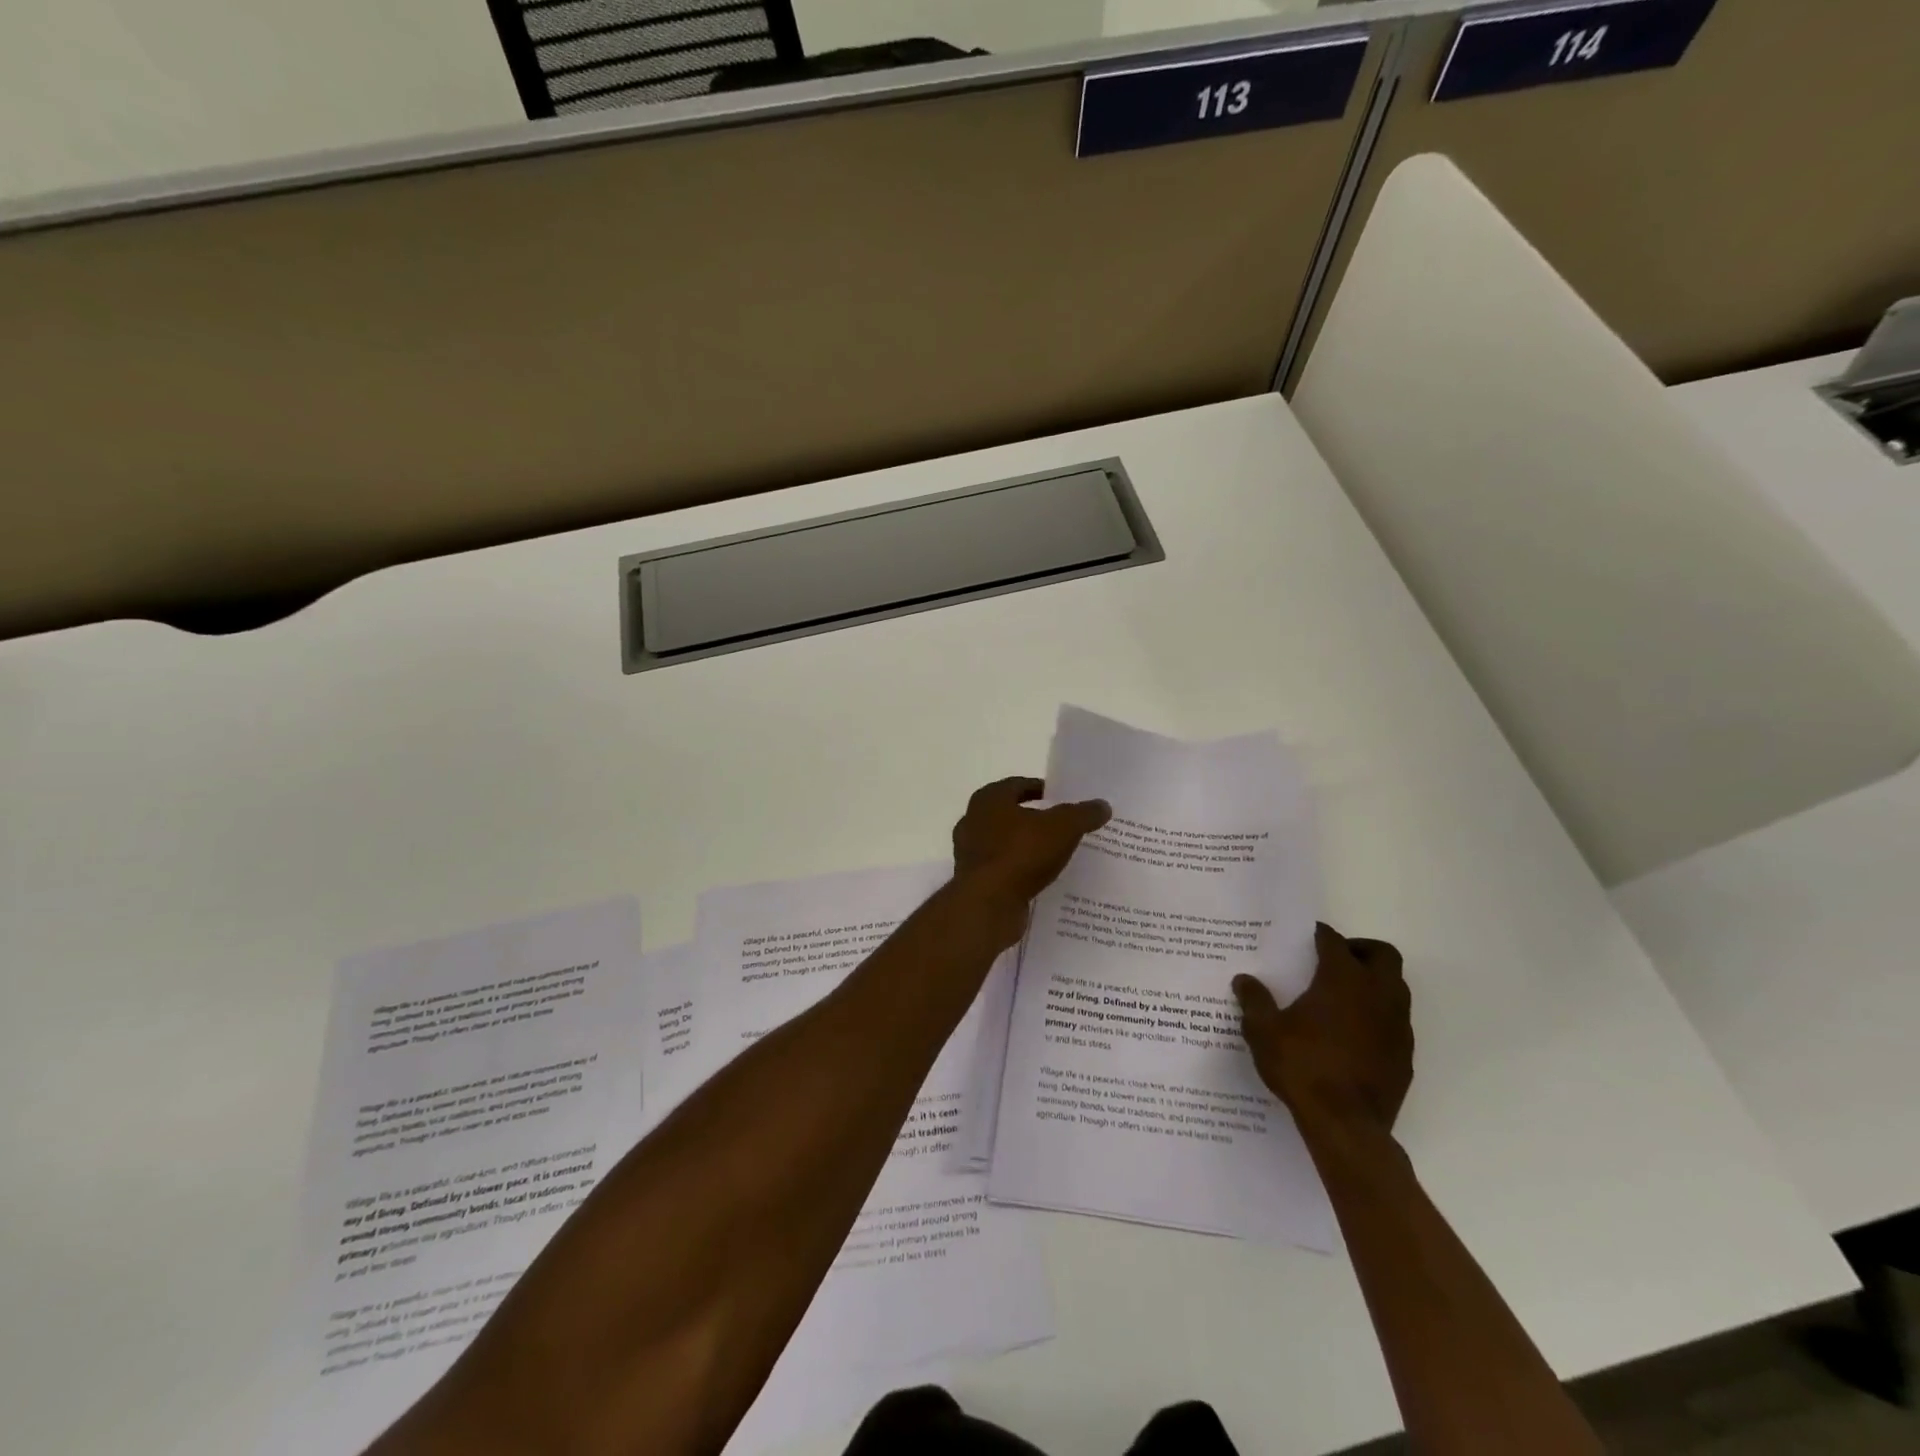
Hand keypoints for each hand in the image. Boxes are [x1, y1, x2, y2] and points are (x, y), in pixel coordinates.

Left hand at [951, 778, 1109, 929]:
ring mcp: (970, 853)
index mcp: (989, 799)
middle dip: (1036, 819)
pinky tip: (1041, 878)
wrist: (988, 904)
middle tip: (1064, 826)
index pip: (1018, 785)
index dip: (1041, 789)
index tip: (1063, 798)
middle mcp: (973, 821)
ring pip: (1006, 843)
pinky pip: (1003, 869)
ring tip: (1056, 854)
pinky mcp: (975, 881)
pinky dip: (1020, 870)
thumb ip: (1082, 814)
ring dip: (1027, 846)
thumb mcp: (1062, 828)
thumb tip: (1102, 805)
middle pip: (1011, 814)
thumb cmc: (1021, 853)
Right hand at [1234, 922, 1411, 1137]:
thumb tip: (1244, 980)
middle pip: (1382, 955)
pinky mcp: (1404, 1055)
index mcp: (1342, 980)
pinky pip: (1396, 1022)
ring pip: (1396, 987)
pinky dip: (1379, 1016)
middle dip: (1360, 950)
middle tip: (1334, 959)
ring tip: (1343, 995)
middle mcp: (1377, 994)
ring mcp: (1397, 1026)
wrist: (1346, 1125)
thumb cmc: (1302, 1067)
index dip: (1321, 935)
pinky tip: (1354, 1033)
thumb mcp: (1264, 1031)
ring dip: (1374, 982)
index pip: (1335, 942)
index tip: (1307, 936)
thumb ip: (1255, 1001)